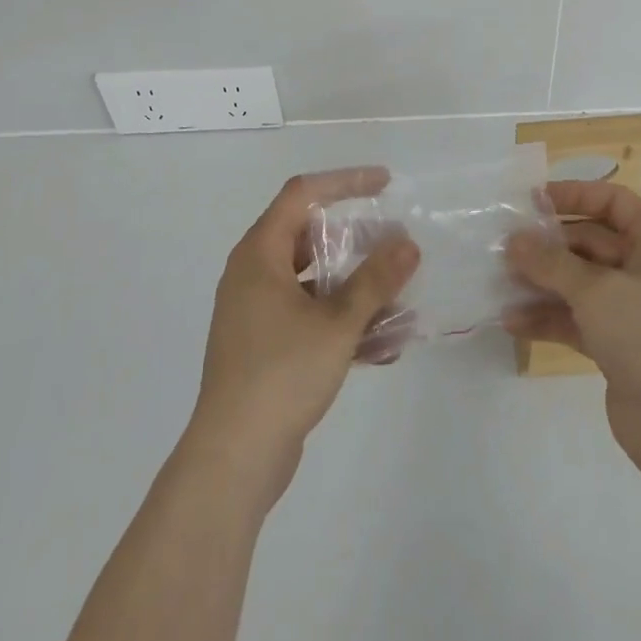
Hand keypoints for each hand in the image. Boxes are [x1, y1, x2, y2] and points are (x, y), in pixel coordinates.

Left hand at [184, 167, 420, 509]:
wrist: (233, 459)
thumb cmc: (281, 374)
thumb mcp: (337, 322)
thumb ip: (376, 280)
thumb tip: (408, 244)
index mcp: (260, 254)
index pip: (302, 193)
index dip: (345, 181)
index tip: (384, 183)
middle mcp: (253, 274)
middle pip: (310, 237)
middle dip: (358, 241)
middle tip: (396, 246)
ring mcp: (256, 313)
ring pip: (314, 282)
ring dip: (357, 288)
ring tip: (400, 299)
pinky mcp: (264, 347)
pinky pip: (310, 318)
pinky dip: (343, 322)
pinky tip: (384, 346)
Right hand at [505, 180, 640, 479]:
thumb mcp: (596, 290)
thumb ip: (550, 262)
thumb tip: (513, 240)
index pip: (613, 202)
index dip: (573, 196)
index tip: (531, 202)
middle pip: (591, 243)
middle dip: (548, 246)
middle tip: (504, 248)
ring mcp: (633, 310)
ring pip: (580, 283)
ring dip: (542, 282)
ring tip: (499, 283)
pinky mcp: (619, 345)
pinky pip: (578, 319)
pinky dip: (548, 317)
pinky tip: (512, 321)